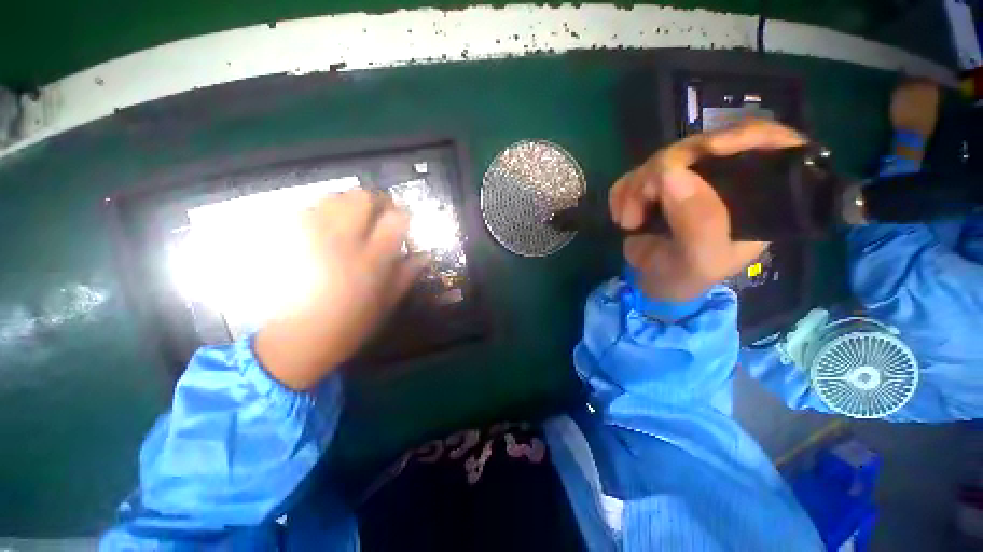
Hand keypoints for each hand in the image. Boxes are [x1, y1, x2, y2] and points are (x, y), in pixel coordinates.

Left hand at [255, 190, 426, 389]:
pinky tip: (327, 230)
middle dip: (376, 201)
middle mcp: (342, 242)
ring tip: (353, 222)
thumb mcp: (388, 303)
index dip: (402, 215)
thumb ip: (407, 274)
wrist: (297, 341)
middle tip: (378, 217)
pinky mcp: (289, 240)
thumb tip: (424, 255)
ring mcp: (311, 238)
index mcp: (371, 260)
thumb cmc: (351, 325)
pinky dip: (325, 212)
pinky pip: (309, 209)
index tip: (402, 223)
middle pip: (362, 197)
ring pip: (334, 197)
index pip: (395, 219)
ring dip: (349, 204)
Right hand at [609, 119, 806, 300]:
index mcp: (757, 196)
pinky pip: (636, 171)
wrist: (650, 283)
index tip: (709, 149)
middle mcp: (725, 179)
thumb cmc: (686, 277)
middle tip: (640, 206)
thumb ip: (698, 223)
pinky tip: (622, 217)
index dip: (743, 136)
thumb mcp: (700, 259)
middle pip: (703, 145)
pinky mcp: (655, 183)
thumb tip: (669, 173)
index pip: (770, 145)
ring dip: (635, 189)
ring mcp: (685, 178)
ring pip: (662, 157)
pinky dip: (622, 193)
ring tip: (628, 223)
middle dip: (662, 172)